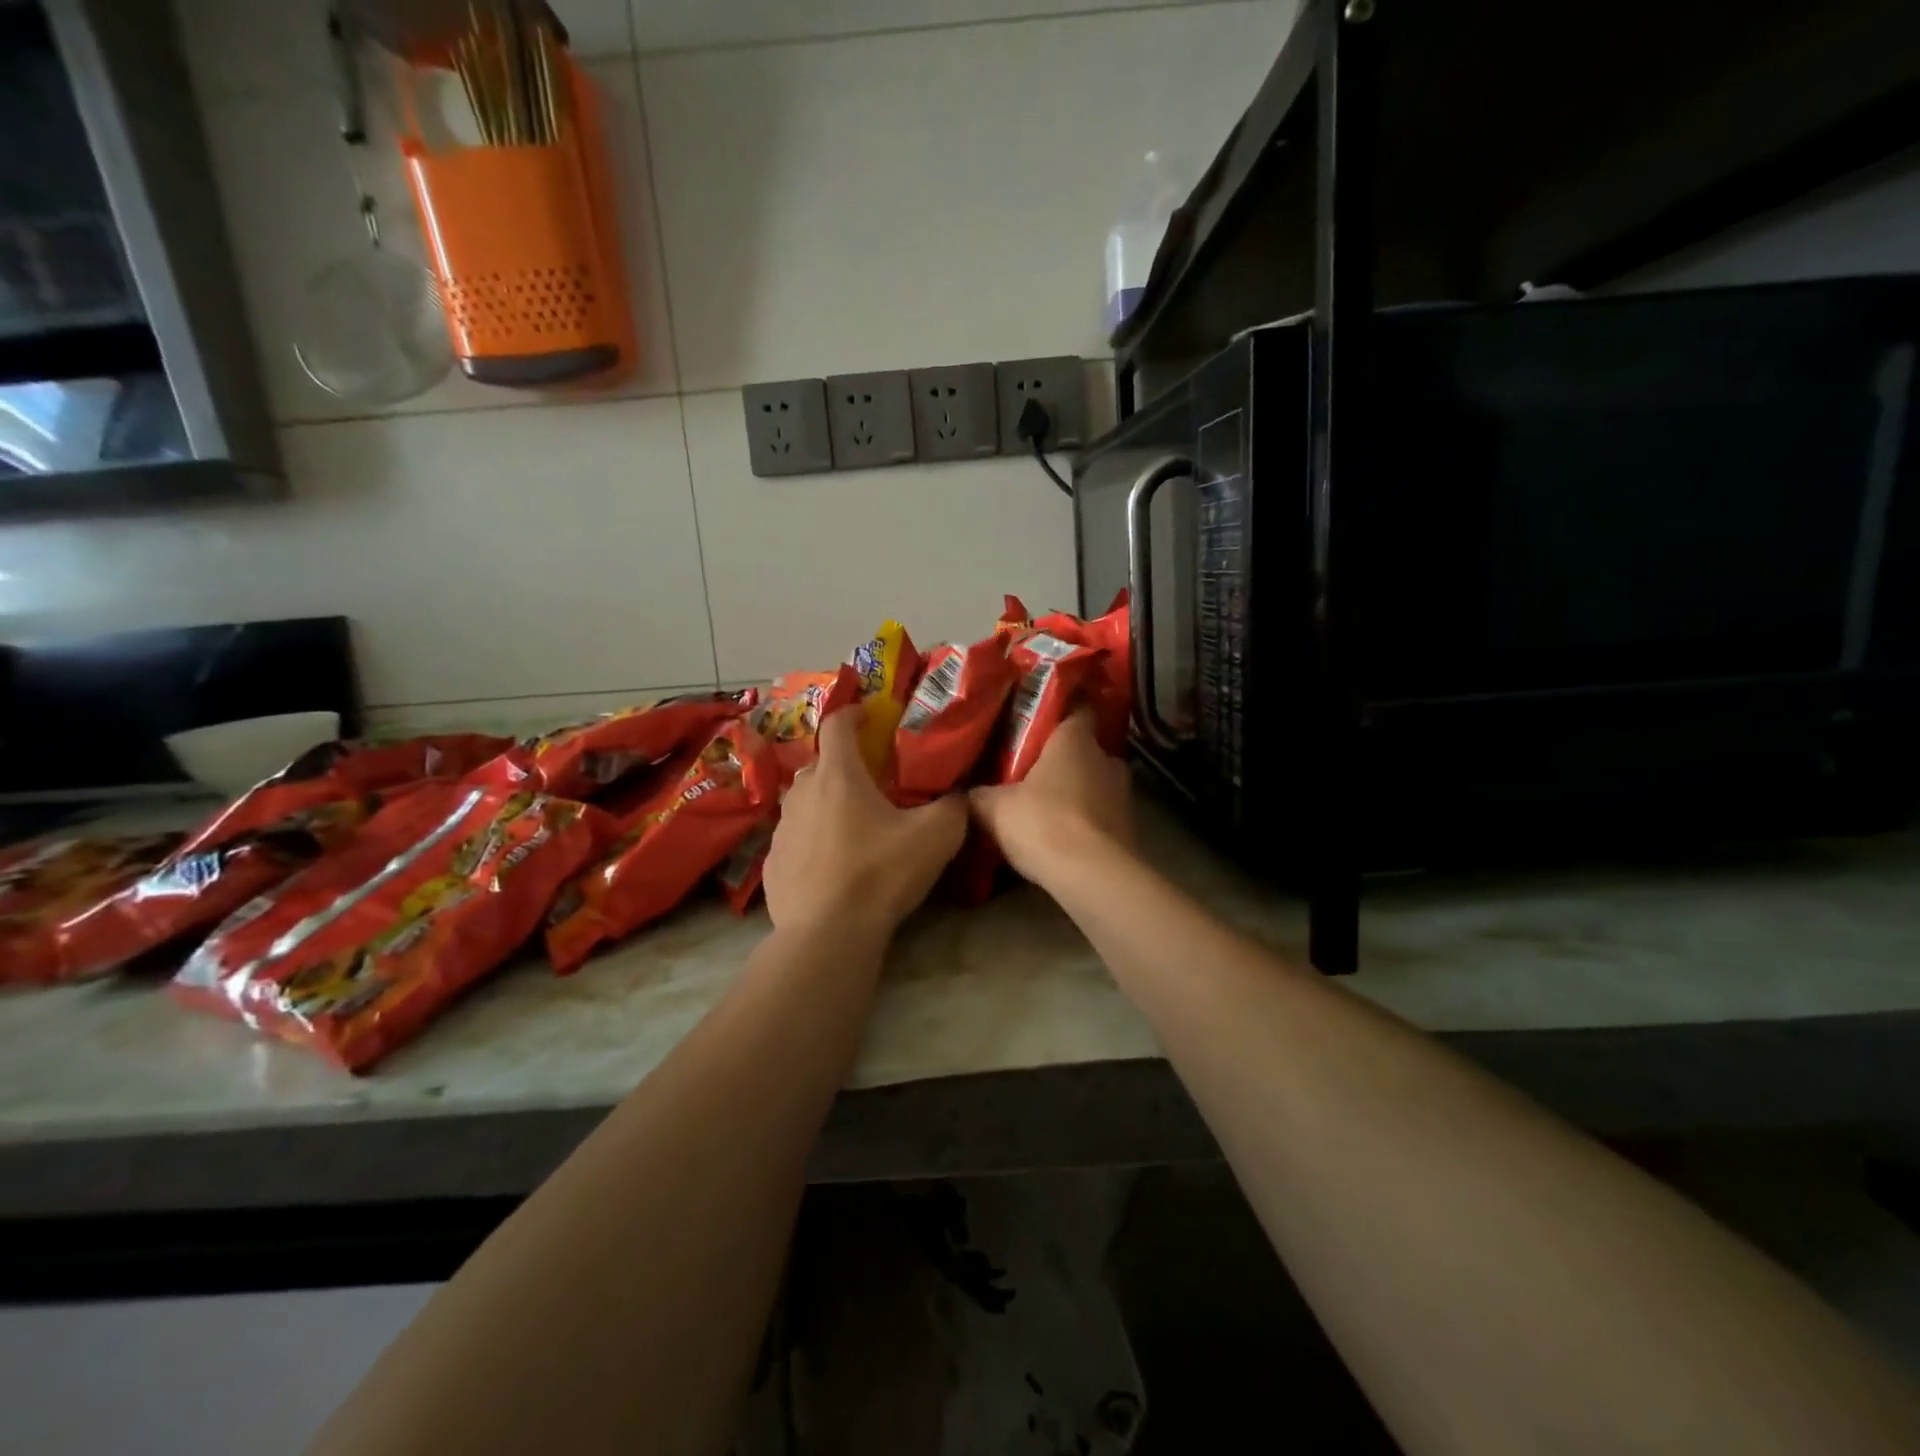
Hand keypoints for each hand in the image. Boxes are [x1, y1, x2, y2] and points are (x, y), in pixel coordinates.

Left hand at [763, 706, 968, 938]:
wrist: (827, 934)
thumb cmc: (881, 874)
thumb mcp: (936, 837)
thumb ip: (954, 807)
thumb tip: (960, 797)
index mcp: (838, 775)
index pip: (838, 724)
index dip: (853, 713)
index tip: (867, 715)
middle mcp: (802, 792)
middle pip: (822, 765)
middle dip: (844, 766)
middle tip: (871, 784)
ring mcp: (781, 828)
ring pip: (805, 802)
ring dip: (826, 804)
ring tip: (851, 827)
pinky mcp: (771, 863)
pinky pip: (795, 839)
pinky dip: (812, 842)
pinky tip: (831, 866)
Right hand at [969, 707, 1132, 885]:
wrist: (1093, 876)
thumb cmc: (1044, 823)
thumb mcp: (995, 808)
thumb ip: (981, 795)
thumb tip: (967, 792)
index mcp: (1075, 740)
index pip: (1079, 709)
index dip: (1063, 710)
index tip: (1044, 717)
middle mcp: (1106, 759)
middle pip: (1086, 750)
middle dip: (1064, 759)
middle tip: (1034, 769)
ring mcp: (1123, 795)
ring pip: (1096, 783)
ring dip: (1077, 792)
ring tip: (1047, 805)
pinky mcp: (1130, 828)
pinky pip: (1102, 814)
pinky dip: (1086, 821)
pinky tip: (1063, 835)